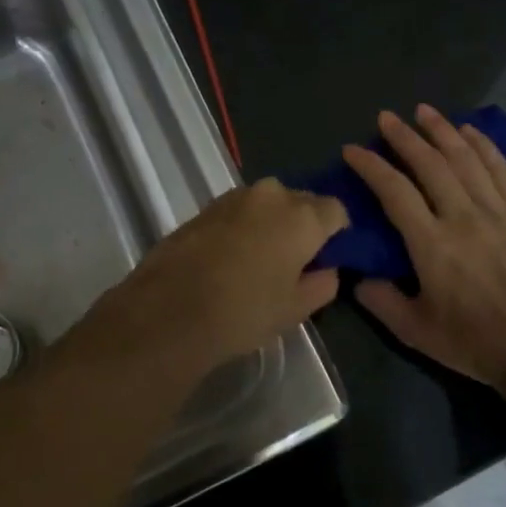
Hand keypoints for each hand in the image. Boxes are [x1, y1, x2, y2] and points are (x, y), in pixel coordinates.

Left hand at [79, 178, 348, 377]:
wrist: (168, 312)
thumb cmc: (244, 312)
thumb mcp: (295, 309)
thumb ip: (322, 284)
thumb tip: (326, 269)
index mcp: (302, 216)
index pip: (337, 210)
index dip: (337, 233)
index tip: (329, 257)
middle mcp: (272, 195)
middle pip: (302, 202)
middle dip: (305, 224)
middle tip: (297, 260)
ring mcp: (234, 197)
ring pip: (268, 204)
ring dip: (272, 223)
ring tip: (261, 260)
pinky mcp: (205, 207)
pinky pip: (239, 211)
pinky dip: (244, 226)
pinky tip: (232, 258)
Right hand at [344, 107, 505, 388]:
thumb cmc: (474, 342)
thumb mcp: (415, 331)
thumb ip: (381, 301)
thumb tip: (358, 277)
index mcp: (432, 245)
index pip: (394, 192)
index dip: (371, 166)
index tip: (353, 150)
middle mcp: (464, 217)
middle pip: (430, 164)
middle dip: (404, 137)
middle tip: (386, 117)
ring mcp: (499, 210)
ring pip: (466, 158)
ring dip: (442, 130)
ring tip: (424, 111)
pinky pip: (501, 167)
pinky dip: (483, 144)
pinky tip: (469, 129)